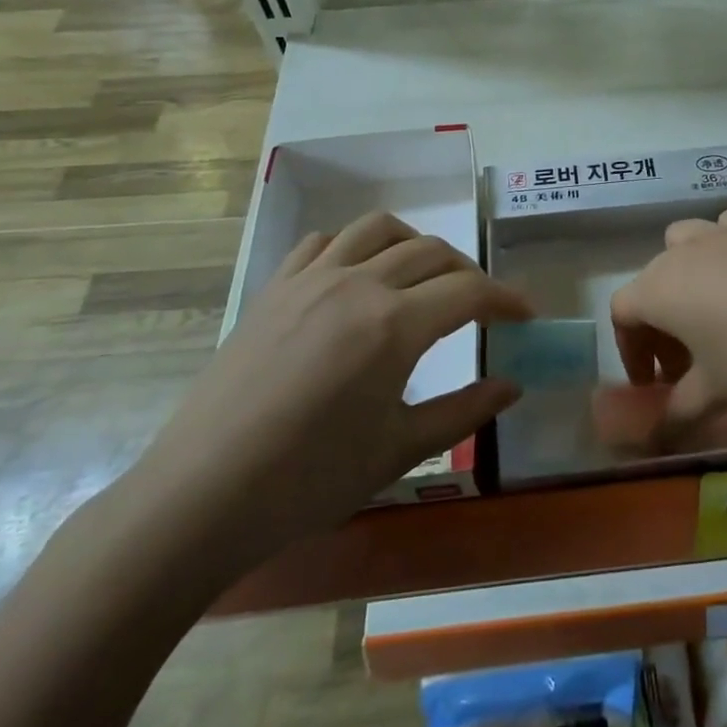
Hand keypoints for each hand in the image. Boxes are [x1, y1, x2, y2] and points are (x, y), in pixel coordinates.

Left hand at [130, 212, 529, 577]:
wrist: (201, 497)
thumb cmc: (308, 481)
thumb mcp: (398, 450)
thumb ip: (463, 410)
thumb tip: (513, 386)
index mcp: (394, 324)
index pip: (469, 291)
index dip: (506, 298)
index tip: (525, 314)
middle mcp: (358, 284)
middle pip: (431, 251)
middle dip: (467, 272)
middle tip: (480, 305)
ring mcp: (310, 280)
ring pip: (378, 229)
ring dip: (413, 243)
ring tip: (422, 275)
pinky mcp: (274, 289)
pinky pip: (323, 243)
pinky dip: (353, 248)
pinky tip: (355, 278)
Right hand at [609, 209, 726, 431]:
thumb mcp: (717, 394)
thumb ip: (679, 413)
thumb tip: (657, 439)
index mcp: (659, 289)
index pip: (622, 313)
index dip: (630, 350)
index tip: (653, 383)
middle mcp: (684, 251)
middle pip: (653, 280)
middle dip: (660, 322)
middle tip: (685, 363)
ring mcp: (724, 233)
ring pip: (686, 243)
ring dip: (687, 276)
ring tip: (714, 313)